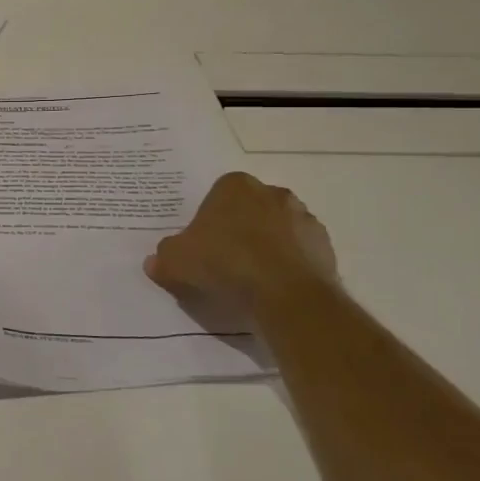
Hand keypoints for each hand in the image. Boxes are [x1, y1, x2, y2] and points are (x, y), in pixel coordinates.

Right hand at [145, 172, 337, 312]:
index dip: (208, 220)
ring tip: (251, 278)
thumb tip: (154, 262)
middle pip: (249, 209)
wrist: (286, 295)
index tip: (202, 244)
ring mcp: (303, 218)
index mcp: (235, 185)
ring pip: (277, 229)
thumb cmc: (225, 263)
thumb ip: (163, 257)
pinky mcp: (325, 246)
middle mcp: (272, 193)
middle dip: (239, 229)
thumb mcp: (176, 261)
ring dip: (266, 246)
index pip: (217, 195)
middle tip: (224, 260)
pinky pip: (299, 252)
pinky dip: (288, 264)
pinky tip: (274, 287)